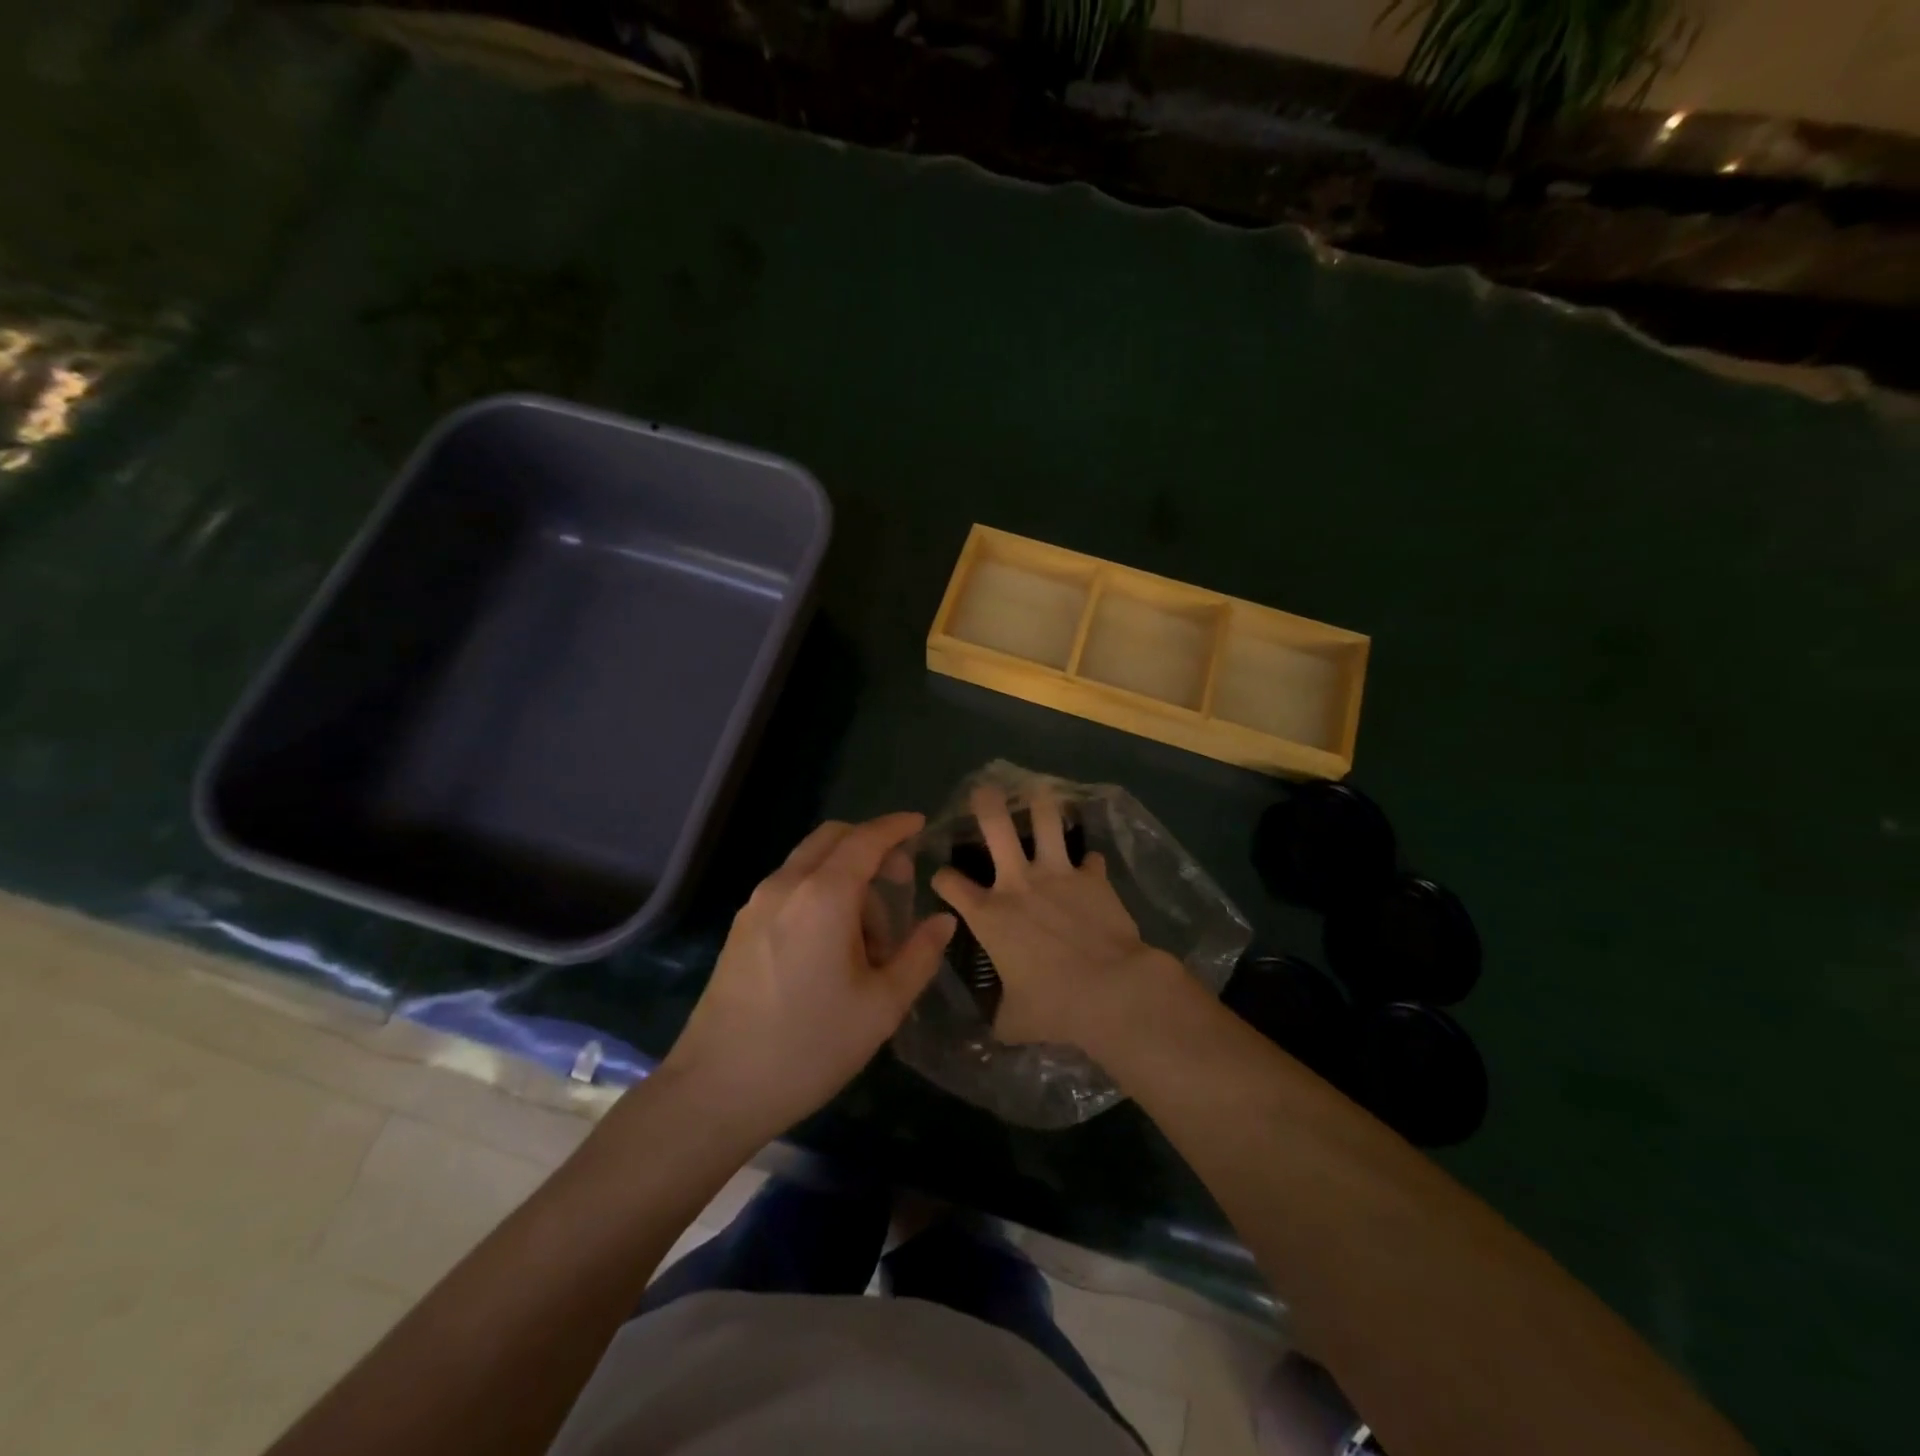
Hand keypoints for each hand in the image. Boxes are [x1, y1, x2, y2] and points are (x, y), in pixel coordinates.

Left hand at [660, 814, 955, 1142]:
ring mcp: (756, 905)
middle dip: (871, 846)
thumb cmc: (810, 1047)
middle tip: (901, 881)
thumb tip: (942, 921)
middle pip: (833, 838)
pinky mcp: (741, 928)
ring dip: (846, 877)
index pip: (866, 840)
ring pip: (810, 863)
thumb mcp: (882, 1006)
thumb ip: (919, 955)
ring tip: (870, 939)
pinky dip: (820, 893)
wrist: (716, 1090)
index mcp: (824, 896)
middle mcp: (786, 886)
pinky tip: (832, 946)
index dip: (896, 827)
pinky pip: (790, 888)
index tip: (920, 824)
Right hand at [931, 785, 1176, 1048]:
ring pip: (1046, 821)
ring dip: (1042, 804)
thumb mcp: (1013, 1021)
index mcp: (990, 915)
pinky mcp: (1093, 877)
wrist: (1111, 990)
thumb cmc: (1053, 1006)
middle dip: (986, 803)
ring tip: (1040, 791)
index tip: (941, 877)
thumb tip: (996, 1027)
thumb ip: (1000, 1015)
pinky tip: (1090, 863)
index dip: (941, 878)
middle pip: (995, 827)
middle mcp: (1018, 883)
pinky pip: (1090, 859)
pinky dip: (1089, 862)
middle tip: (984, 790)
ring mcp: (1057, 874)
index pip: (951, 885)